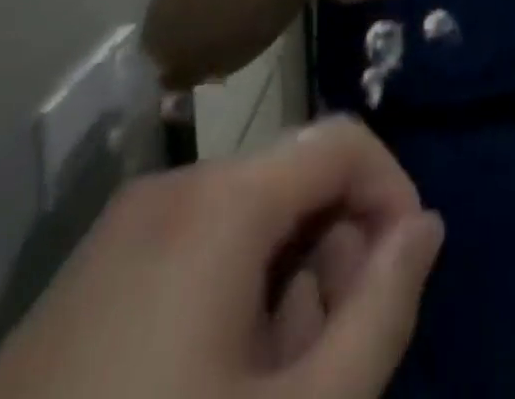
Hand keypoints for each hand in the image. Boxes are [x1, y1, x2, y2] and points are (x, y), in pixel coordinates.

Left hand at [0, 118, 444, 398]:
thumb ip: (383, 311)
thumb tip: (426, 226)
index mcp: (222, 201)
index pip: (345, 141)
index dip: (393, 196)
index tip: (404, 279)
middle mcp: (173, 189)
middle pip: (296, 180)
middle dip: (336, 254)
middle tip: (331, 358)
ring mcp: (122, 229)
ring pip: (249, 219)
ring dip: (286, 284)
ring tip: (270, 387)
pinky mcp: (88, 275)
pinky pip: (195, 249)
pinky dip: (233, 294)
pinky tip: (214, 384)